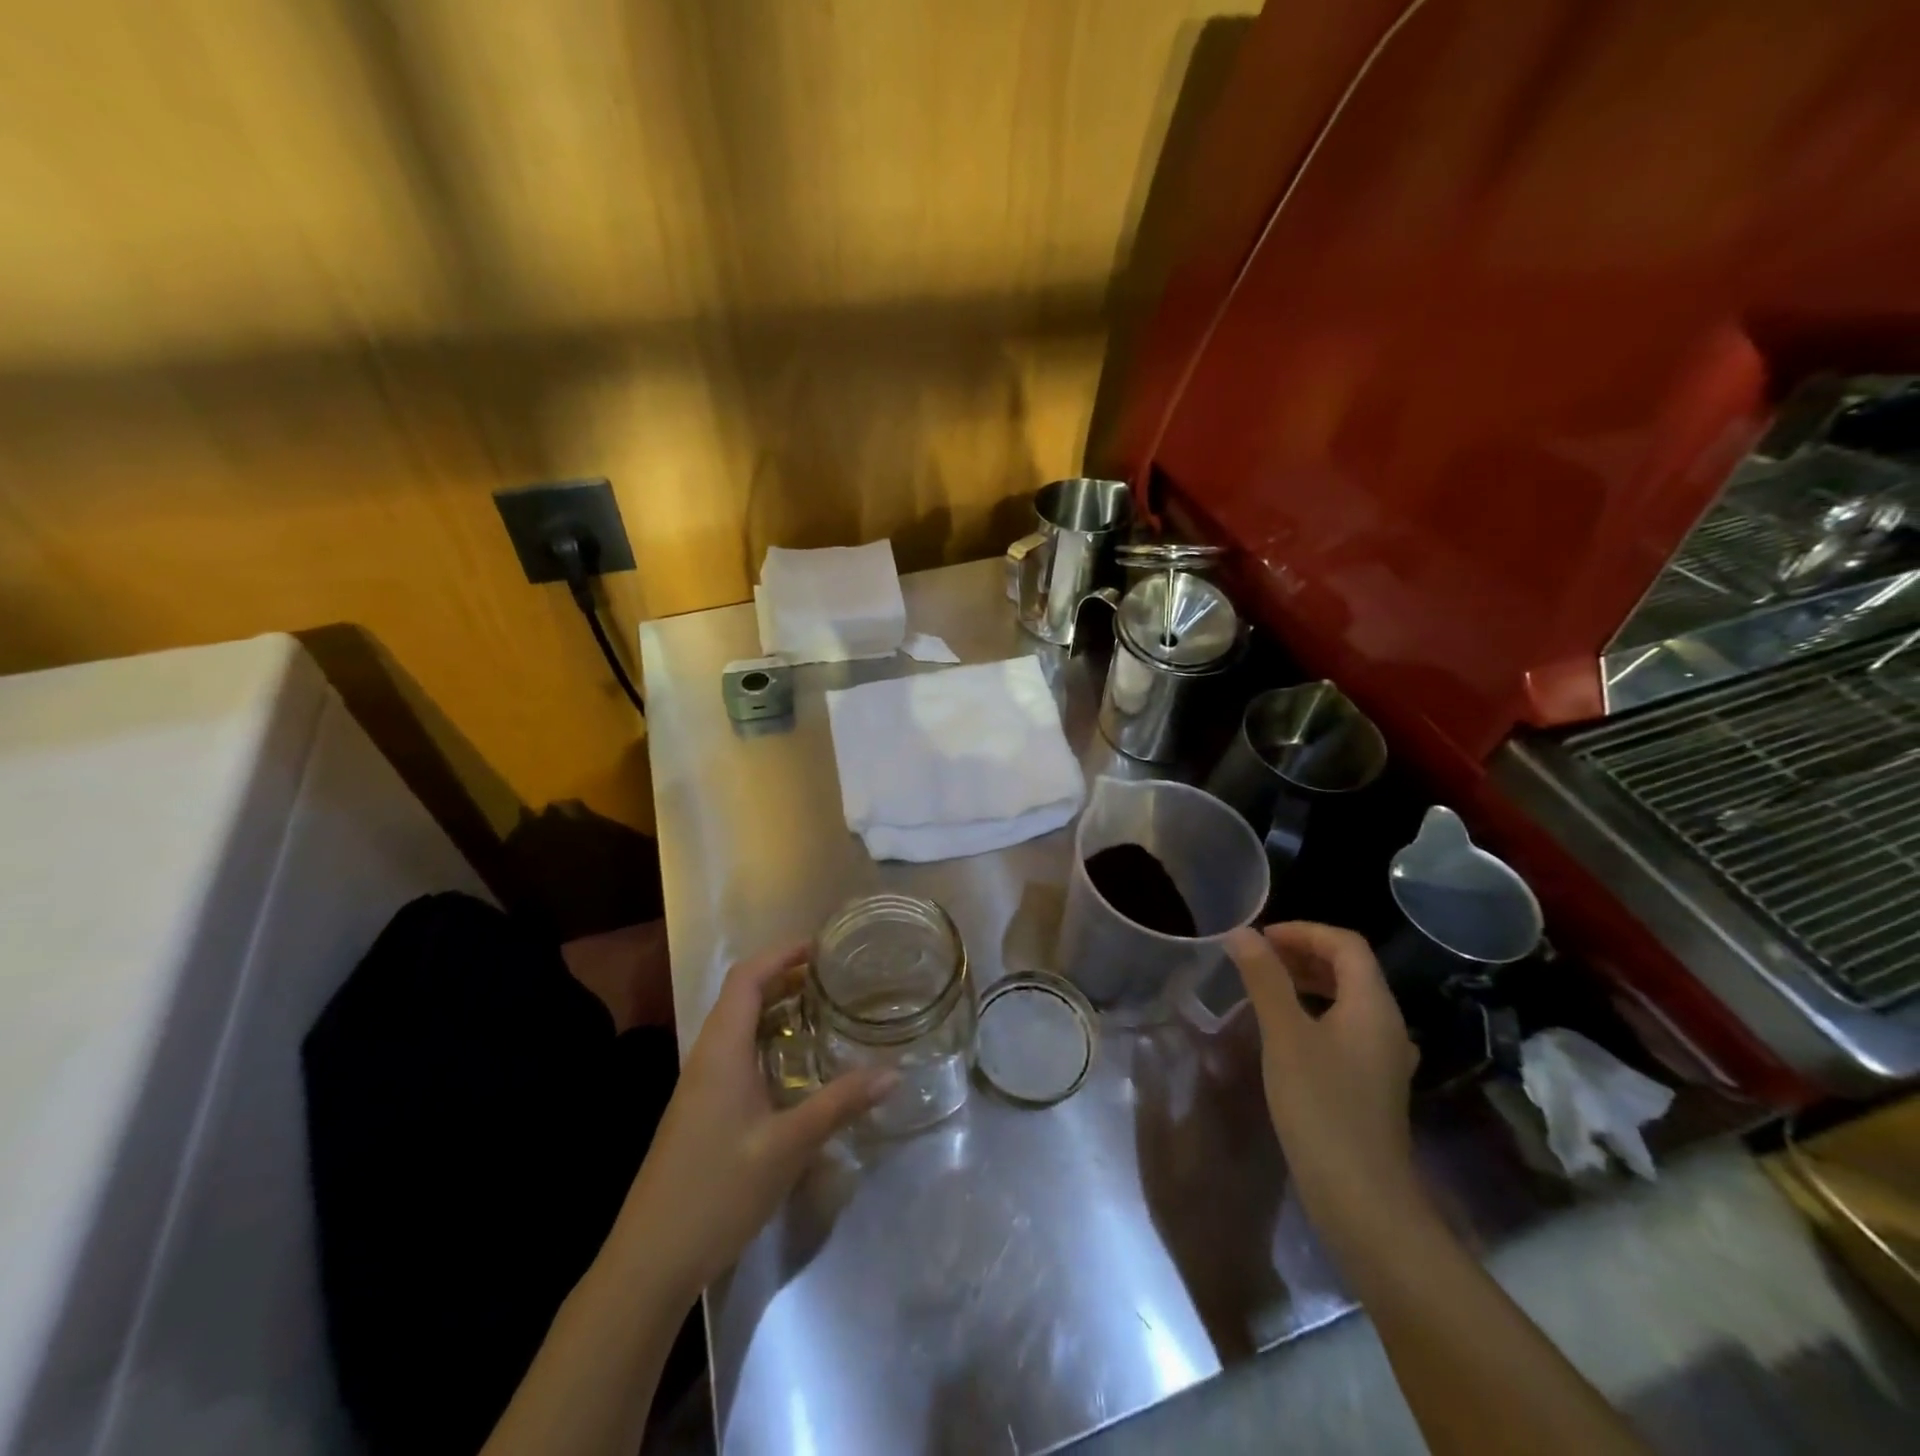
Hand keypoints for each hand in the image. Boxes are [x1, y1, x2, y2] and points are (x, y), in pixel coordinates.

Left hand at [616, 942, 896, 1299]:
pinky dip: (769, 1040)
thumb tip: (892, 1072)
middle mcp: (707, 1056)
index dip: (782, 953)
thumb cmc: (716, 1192)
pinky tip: (798, 1064)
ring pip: (740, 1025)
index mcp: (721, 1050)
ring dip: (778, 1009)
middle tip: (835, 977)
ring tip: (824, 1009)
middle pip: (743, 995)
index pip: (747, 978)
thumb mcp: (787, 1147)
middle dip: (786, 977)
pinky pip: (738, 1052)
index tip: (822, 946)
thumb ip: (839, 1104)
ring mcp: (701, 1084)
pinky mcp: (703, 1109)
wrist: (650, 1261)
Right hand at [1225, 923, 1422, 1241]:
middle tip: (1257, 958)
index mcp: (1373, 1006)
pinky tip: (1283, 1033)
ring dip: (1307, 983)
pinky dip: (1314, 1013)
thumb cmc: (1322, 1107)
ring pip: (1347, 1000)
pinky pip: (1345, 1029)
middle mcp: (1387, 1026)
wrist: (1362, 1200)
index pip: (1346, 944)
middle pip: (1350, 969)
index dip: (1303, 931)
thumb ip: (1264, 979)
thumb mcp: (1285, 1035)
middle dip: (1303, 954)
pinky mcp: (1371, 1085)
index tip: (1260, 939)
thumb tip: (1242, 933)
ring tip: (1264, 987)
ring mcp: (1382, 1059)